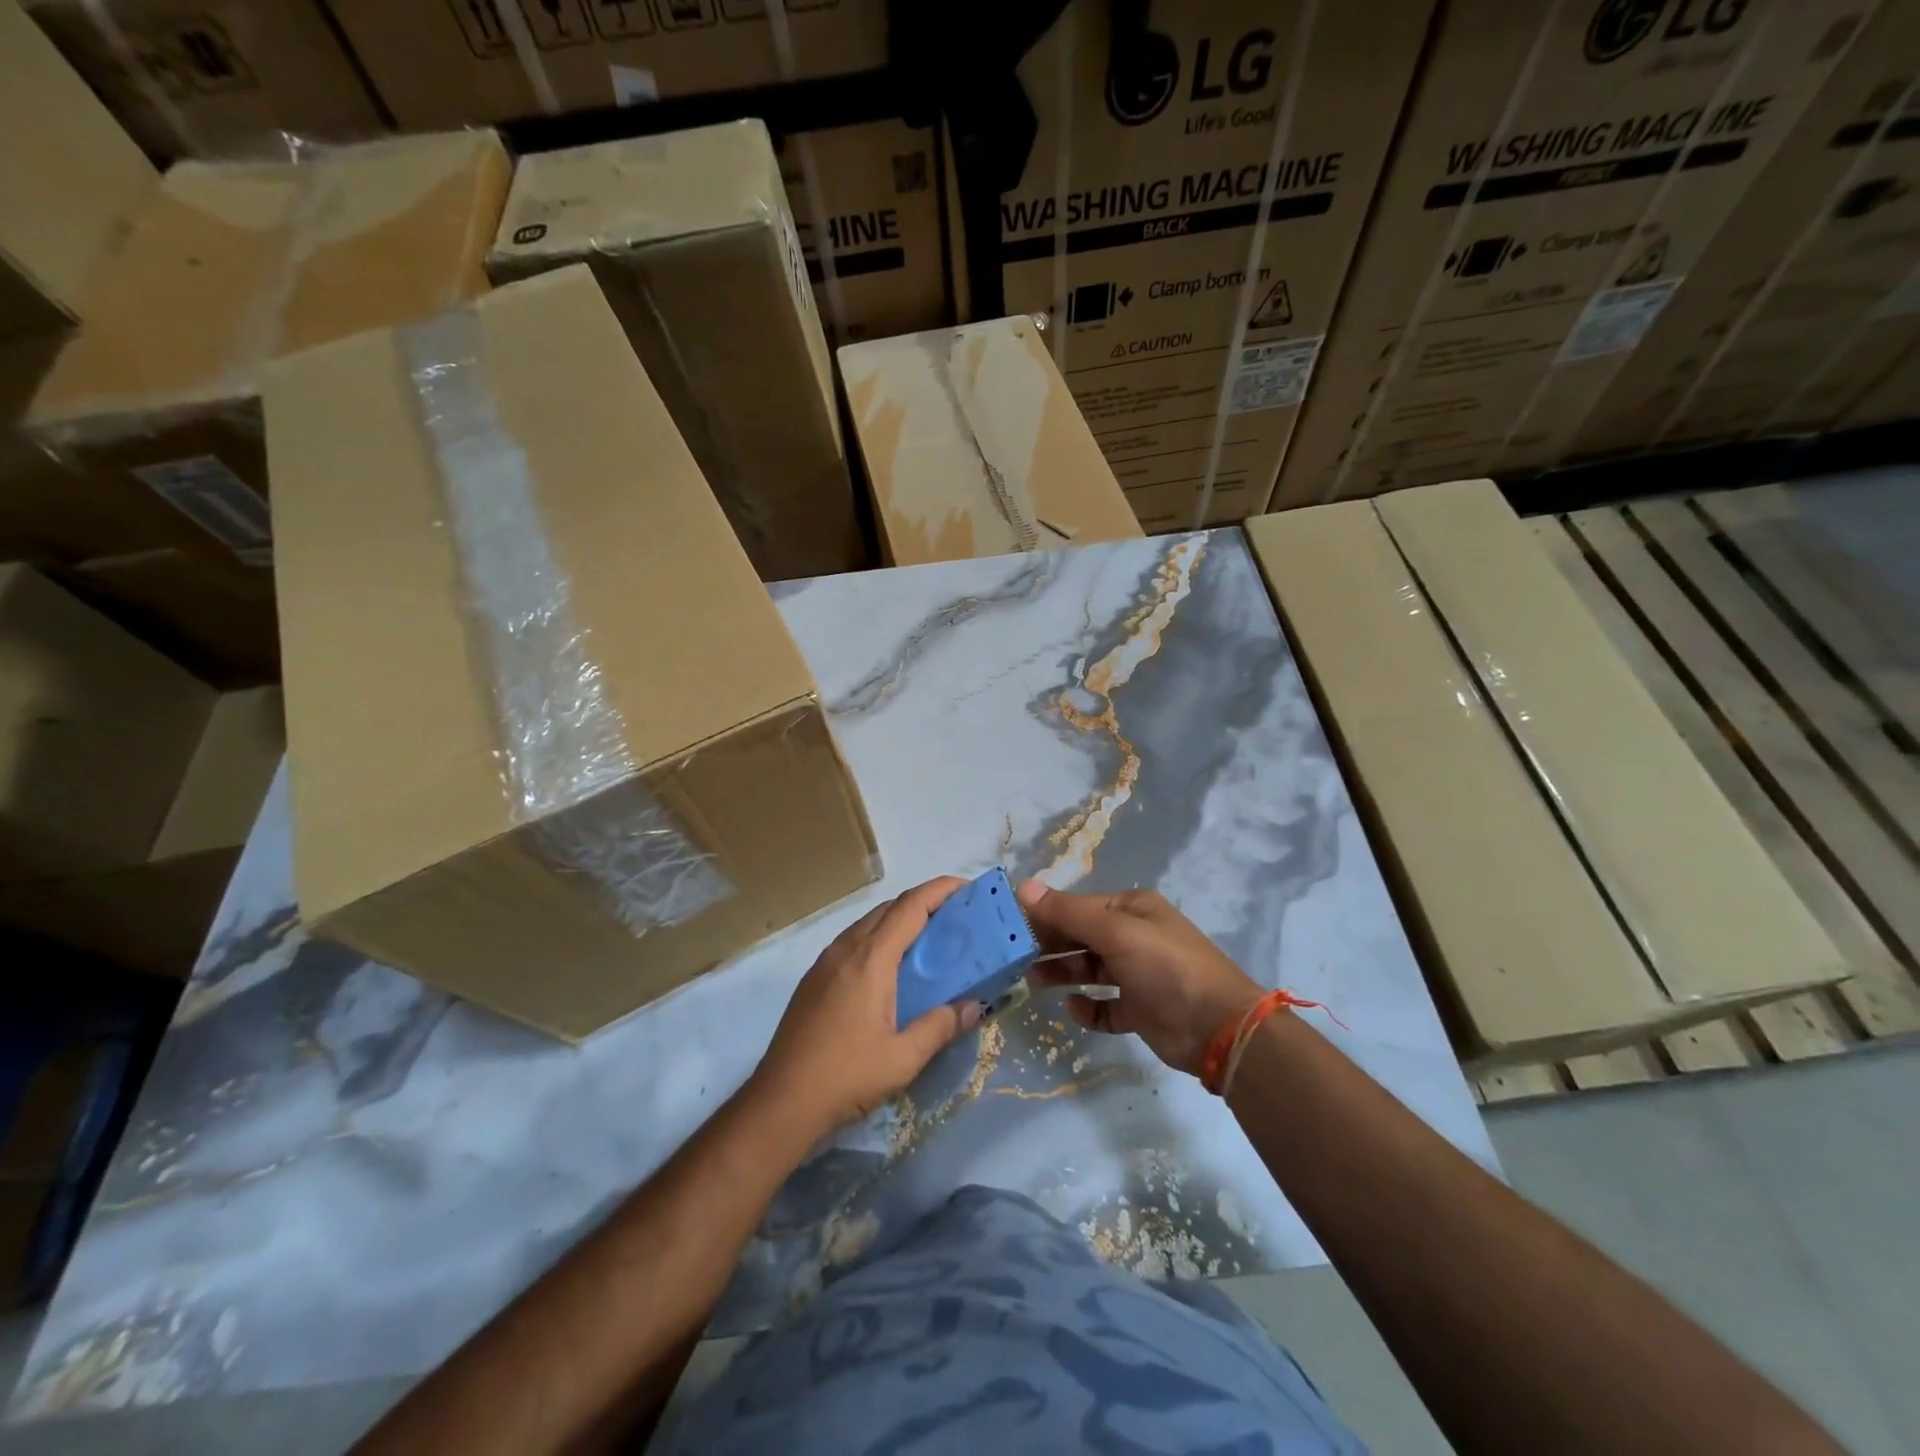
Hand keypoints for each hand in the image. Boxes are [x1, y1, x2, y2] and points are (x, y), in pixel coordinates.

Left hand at [752, 877, 982, 1142]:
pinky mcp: (814, 978)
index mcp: (870, 959)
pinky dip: (879, 937)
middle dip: (924, 902)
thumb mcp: (903, 1058)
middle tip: (956, 916)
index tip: (967, 888)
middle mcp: (846, 949)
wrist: (780, 1101)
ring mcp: (825, 962)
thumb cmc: (845, 1076)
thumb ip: (940, 1027)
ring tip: (929, 938)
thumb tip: (974, 1006)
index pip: (910, 907)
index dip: (940, 890)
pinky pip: (853, 940)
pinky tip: (891, 966)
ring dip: (899, 919)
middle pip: (889, 908)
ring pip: (868, 923)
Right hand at [1017, 881, 1261, 1075]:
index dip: (1046, 914)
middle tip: (1014, 957)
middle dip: (1050, 944)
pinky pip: (1106, 1006)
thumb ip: (1068, 912)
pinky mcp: (1141, 1010)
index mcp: (1132, 910)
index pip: (1078, 906)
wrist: (1220, 1028)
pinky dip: (1088, 1007)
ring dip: (1063, 973)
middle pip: (1081, 936)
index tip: (1011, 926)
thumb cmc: (1166, 968)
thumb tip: (1024, 886)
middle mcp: (1134, 937)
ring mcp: (1139, 975)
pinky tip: (1073, 1009)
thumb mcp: (1116, 933)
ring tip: (1032, 981)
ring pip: (1090, 969)